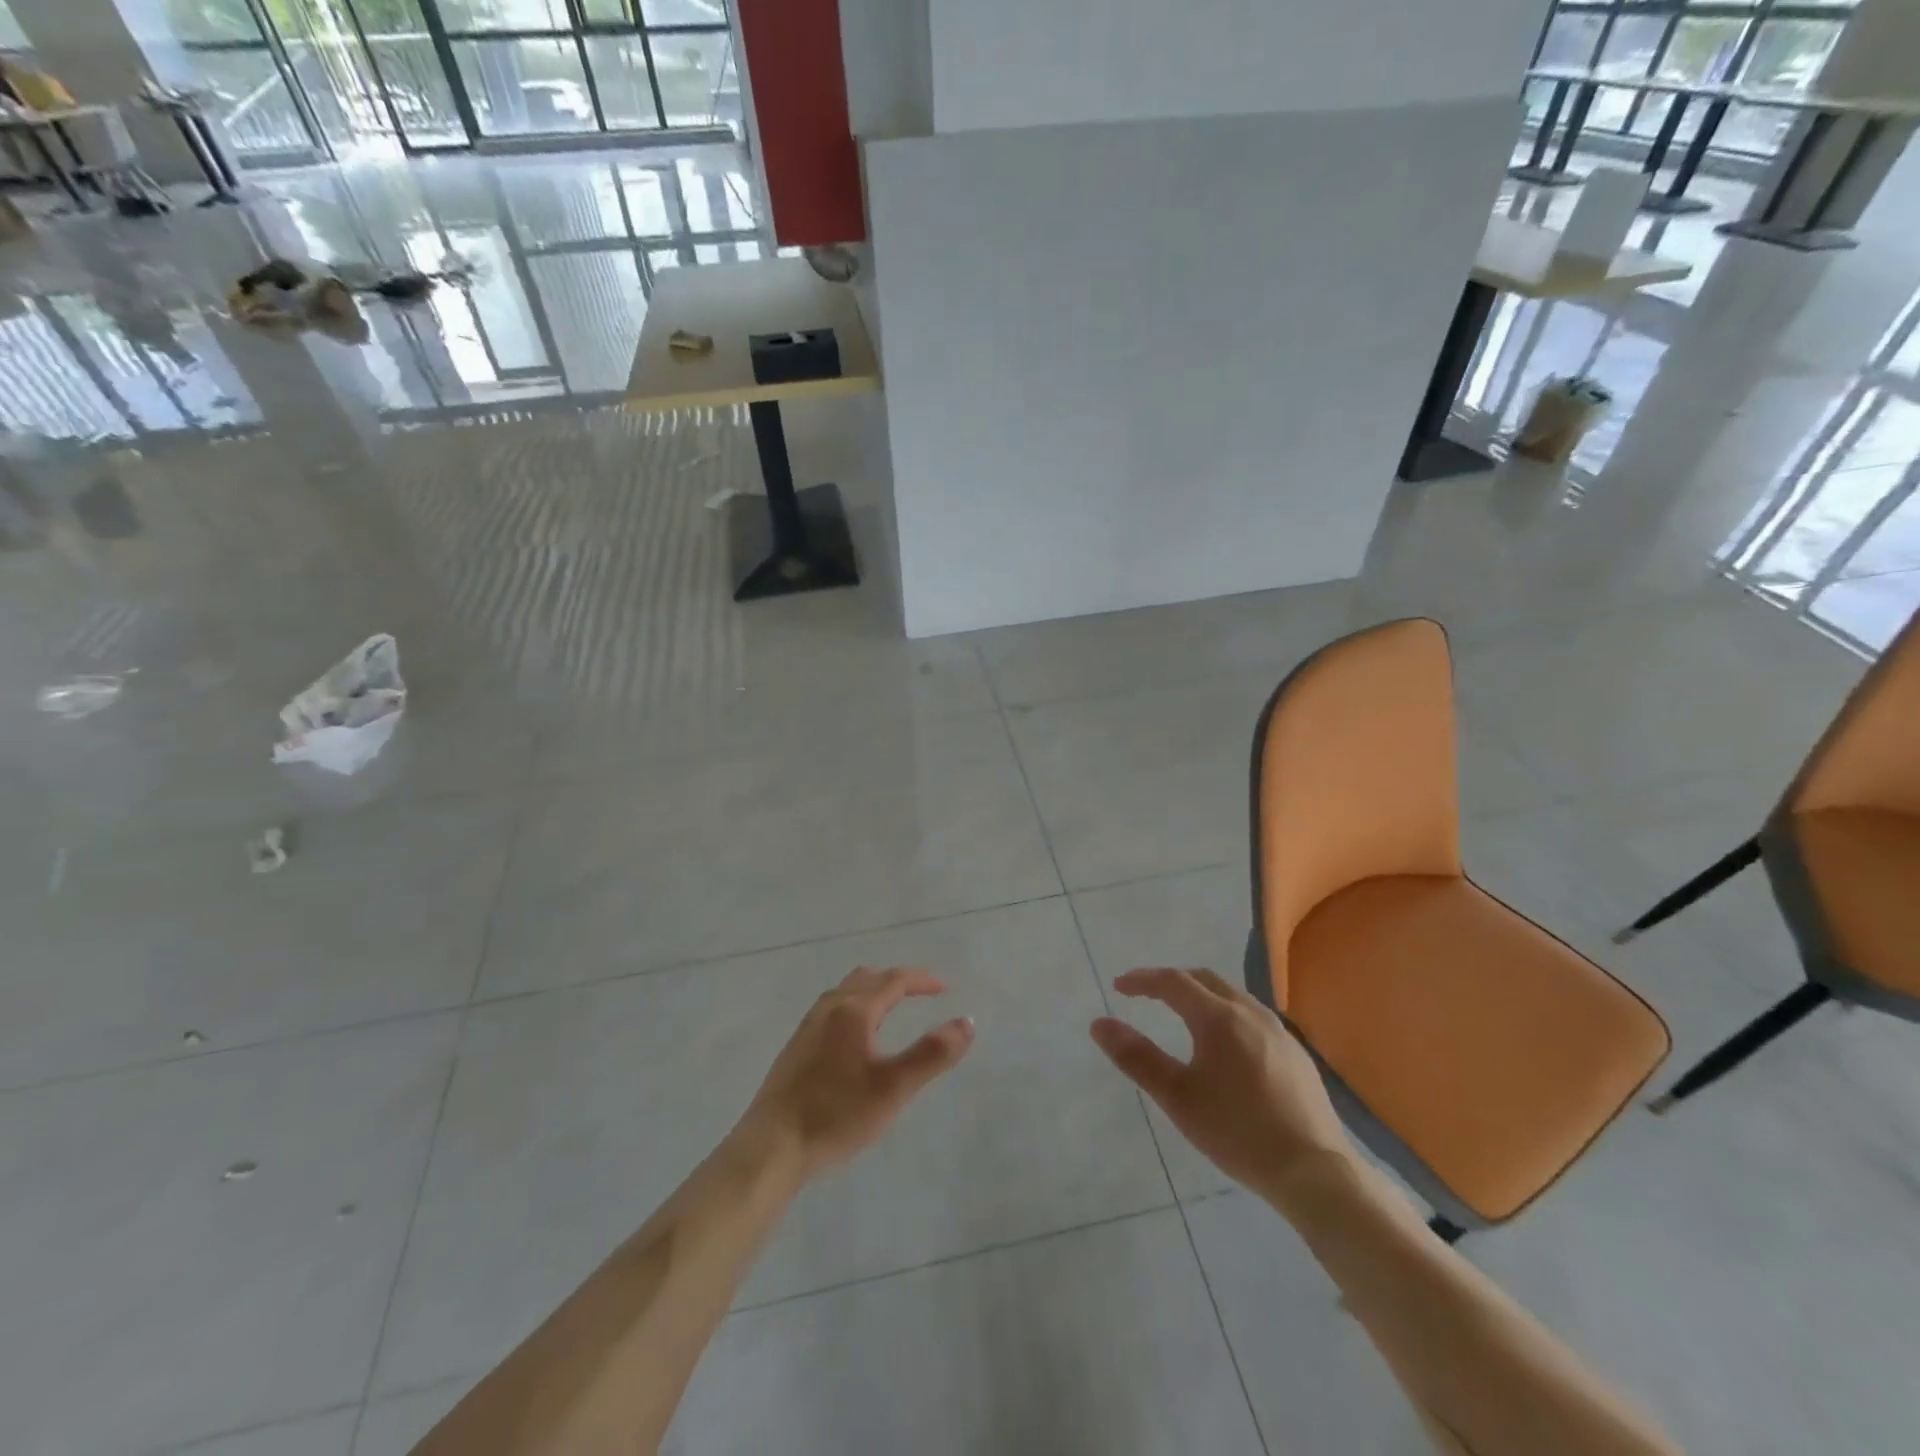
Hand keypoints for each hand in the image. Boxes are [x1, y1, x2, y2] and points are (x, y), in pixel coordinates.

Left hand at [738, 967, 974, 1180]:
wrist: (771, 1147)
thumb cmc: (837, 1114)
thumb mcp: (894, 1087)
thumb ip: (933, 1053)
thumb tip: (967, 1022)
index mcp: (854, 1011)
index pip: (894, 981)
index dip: (922, 980)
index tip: (944, 988)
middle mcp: (829, 1009)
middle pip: (866, 978)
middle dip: (896, 981)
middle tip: (920, 994)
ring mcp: (807, 1028)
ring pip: (844, 992)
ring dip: (872, 992)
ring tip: (889, 1010)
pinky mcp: (794, 1049)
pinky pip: (831, 1010)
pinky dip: (853, 1008)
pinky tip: (854, 1040)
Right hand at [1090, 968, 1350, 1201]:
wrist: (1315, 1172)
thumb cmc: (1237, 1132)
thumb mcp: (1177, 1097)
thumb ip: (1136, 1057)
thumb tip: (1099, 1024)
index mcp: (1219, 1017)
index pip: (1173, 982)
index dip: (1142, 980)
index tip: (1119, 987)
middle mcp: (1251, 1013)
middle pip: (1205, 980)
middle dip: (1173, 981)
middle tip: (1148, 995)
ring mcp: (1280, 1032)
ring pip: (1233, 996)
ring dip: (1203, 996)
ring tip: (1184, 1016)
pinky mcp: (1297, 1054)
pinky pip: (1254, 1018)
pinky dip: (1228, 1015)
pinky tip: (1228, 1047)